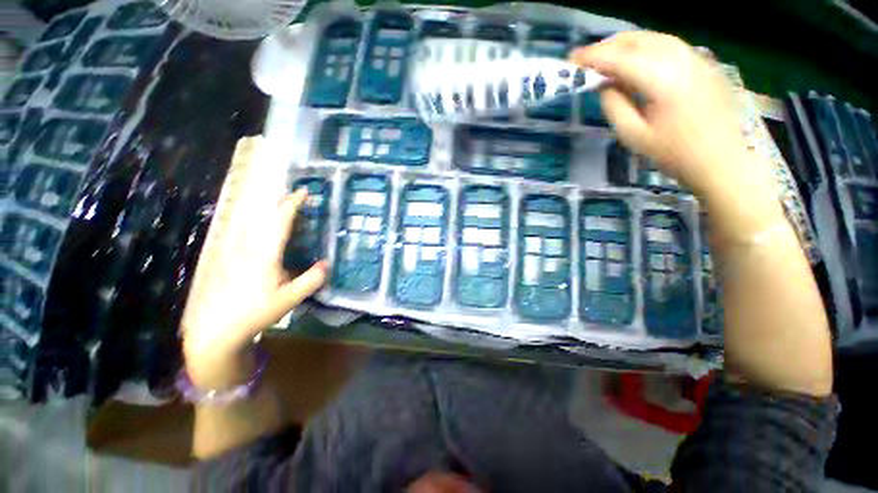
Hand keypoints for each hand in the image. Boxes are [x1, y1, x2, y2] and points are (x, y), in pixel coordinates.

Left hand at [181, 188, 327, 389]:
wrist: (214, 329)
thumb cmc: (255, 313)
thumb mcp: (290, 300)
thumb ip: (311, 281)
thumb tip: (327, 264)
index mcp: (265, 254)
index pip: (280, 221)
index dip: (293, 204)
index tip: (304, 191)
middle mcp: (246, 246)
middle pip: (262, 215)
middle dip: (279, 201)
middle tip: (294, 196)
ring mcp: (231, 250)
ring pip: (248, 219)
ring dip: (265, 208)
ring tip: (278, 205)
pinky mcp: (223, 257)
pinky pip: (239, 230)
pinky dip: (251, 220)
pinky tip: (254, 225)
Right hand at [571, 32, 774, 203]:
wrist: (723, 161)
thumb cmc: (675, 154)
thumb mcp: (633, 135)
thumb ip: (614, 105)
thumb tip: (604, 85)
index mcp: (661, 78)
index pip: (619, 58)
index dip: (592, 57)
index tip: (572, 60)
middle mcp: (680, 58)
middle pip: (637, 40)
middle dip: (608, 46)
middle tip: (587, 61)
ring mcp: (695, 58)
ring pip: (653, 38)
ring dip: (626, 45)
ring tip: (607, 59)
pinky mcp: (703, 64)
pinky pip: (668, 45)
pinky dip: (645, 48)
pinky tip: (636, 62)